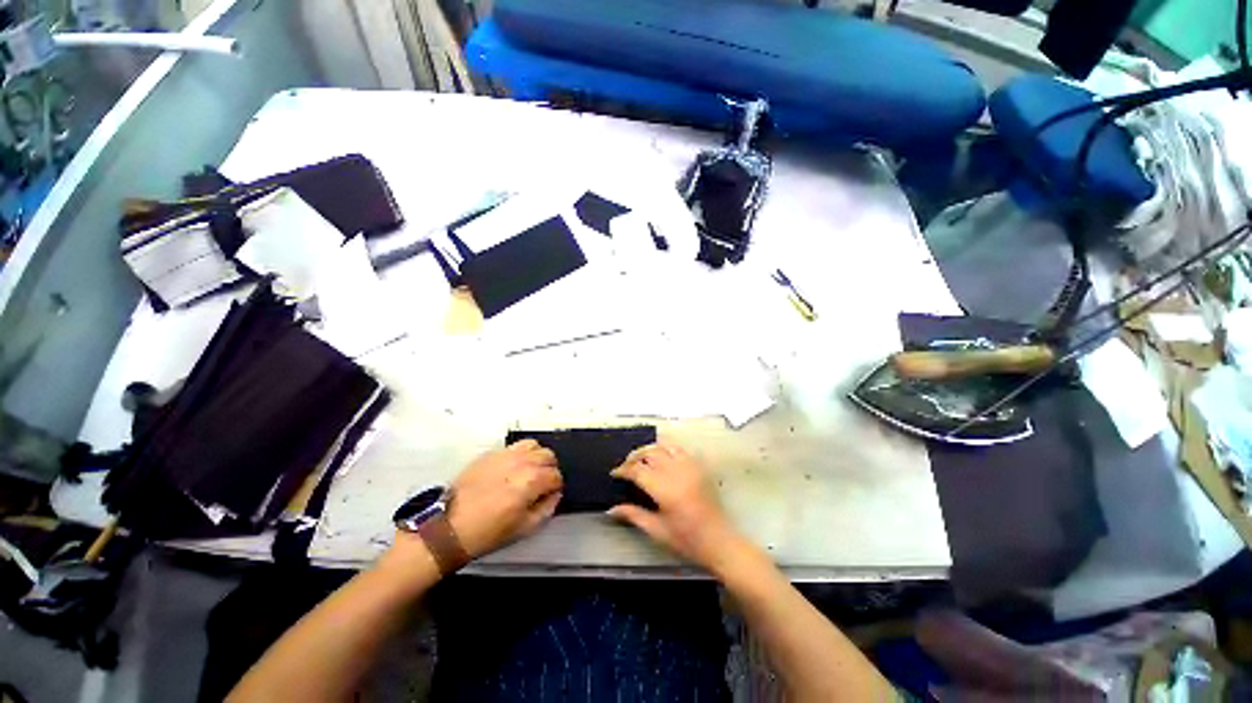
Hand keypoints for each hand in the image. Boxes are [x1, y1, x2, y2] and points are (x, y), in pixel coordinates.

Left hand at [445, 440, 562, 558]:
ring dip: (537, 456)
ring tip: (529, 471)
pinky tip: (512, 469)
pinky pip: (514, 446)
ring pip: (533, 445)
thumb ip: (547, 508)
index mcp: (532, 480)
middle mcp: (522, 462)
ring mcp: (505, 454)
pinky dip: (519, 454)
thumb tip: (554, 495)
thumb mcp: (525, 528)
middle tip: (542, 483)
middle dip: (549, 469)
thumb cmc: (486, 532)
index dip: (556, 487)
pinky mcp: (490, 454)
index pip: (556, 476)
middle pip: (548, 456)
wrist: (449, 528)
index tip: (549, 495)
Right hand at [608, 441, 746, 572]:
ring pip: (664, 446)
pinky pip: (679, 449)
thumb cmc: (686, 540)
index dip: (623, 470)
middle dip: (634, 457)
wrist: (719, 541)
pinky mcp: (698, 466)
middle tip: (625, 467)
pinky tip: (661, 457)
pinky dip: (666, 448)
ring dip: (649, 449)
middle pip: (650, 453)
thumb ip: (633, 515)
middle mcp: (677, 472)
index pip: (638, 470)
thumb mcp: (656, 531)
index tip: (615, 474)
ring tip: (641, 459)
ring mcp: (690, 466)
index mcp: (665, 489)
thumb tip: (611, 509)